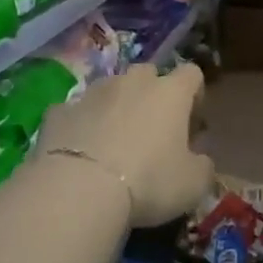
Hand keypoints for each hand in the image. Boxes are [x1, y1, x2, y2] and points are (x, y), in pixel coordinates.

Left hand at [39, 62, 214, 229]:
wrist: (79, 189)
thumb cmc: (149, 181)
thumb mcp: (194, 183)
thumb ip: (203, 165)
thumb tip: (199, 159)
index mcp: (171, 93)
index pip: (192, 74)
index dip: (195, 94)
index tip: (192, 121)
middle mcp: (132, 82)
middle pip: (149, 73)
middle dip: (152, 94)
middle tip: (153, 130)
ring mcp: (92, 93)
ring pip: (110, 88)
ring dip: (116, 107)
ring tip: (113, 141)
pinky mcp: (59, 111)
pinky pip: (75, 111)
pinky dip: (81, 124)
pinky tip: (80, 150)